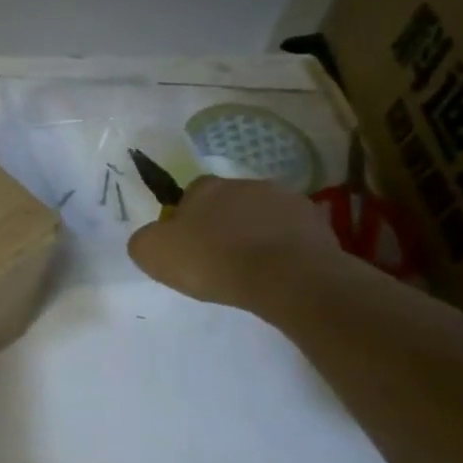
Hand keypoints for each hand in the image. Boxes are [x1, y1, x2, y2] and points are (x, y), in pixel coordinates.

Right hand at [126, 176, 349, 314]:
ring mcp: (286, 200)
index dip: (186, 219)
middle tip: (218, 257)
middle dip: (223, 224)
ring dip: (255, 234)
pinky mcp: (318, 223)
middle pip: (227, 203)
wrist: (286, 278)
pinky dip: (283, 247)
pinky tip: (277, 271)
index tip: (187, 246)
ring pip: (261, 216)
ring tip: (251, 267)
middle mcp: (246, 184)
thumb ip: (144, 240)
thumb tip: (153, 237)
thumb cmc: (212, 261)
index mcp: (206, 187)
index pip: (190, 194)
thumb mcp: (152, 253)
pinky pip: (291, 234)